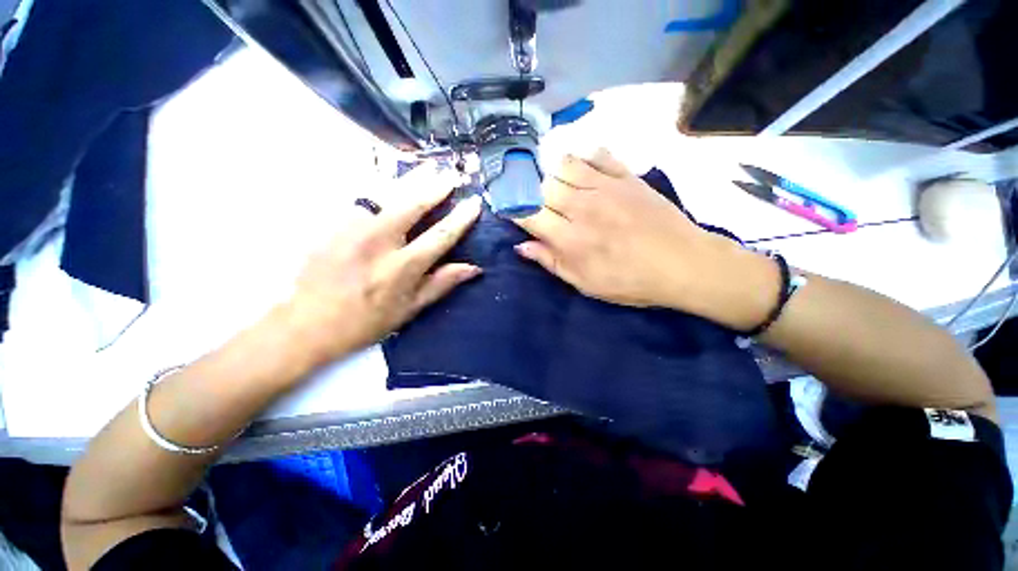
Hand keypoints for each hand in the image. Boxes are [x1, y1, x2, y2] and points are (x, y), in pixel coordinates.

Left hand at [286, 164, 482, 363]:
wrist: (309, 322)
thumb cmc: (367, 320)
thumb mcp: (410, 309)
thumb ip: (442, 284)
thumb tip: (473, 268)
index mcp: (403, 267)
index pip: (440, 235)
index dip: (461, 217)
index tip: (474, 202)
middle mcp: (380, 242)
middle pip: (413, 204)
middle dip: (436, 187)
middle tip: (452, 174)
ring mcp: (354, 229)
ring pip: (388, 194)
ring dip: (411, 179)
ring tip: (429, 167)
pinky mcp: (334, 224)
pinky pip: (364, 197)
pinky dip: (382, 186)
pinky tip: (393, 179)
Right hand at [514, 149, 777, 328]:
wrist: (683, 264)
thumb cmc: (631, 281)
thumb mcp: (585, 283)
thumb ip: (551, 262)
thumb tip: (521, 246)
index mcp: (569, 238)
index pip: (528, 215)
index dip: (514, 210)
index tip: (509, 210)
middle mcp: (581, 206)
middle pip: (542, 186)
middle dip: (531, 192)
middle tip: (534, 199)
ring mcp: (605, 187)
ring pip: (565, 165)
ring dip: (553, 172)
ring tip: (556, 182)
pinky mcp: (627, 176)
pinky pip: (599, 154)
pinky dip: (586, 156)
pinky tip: (584, 166)